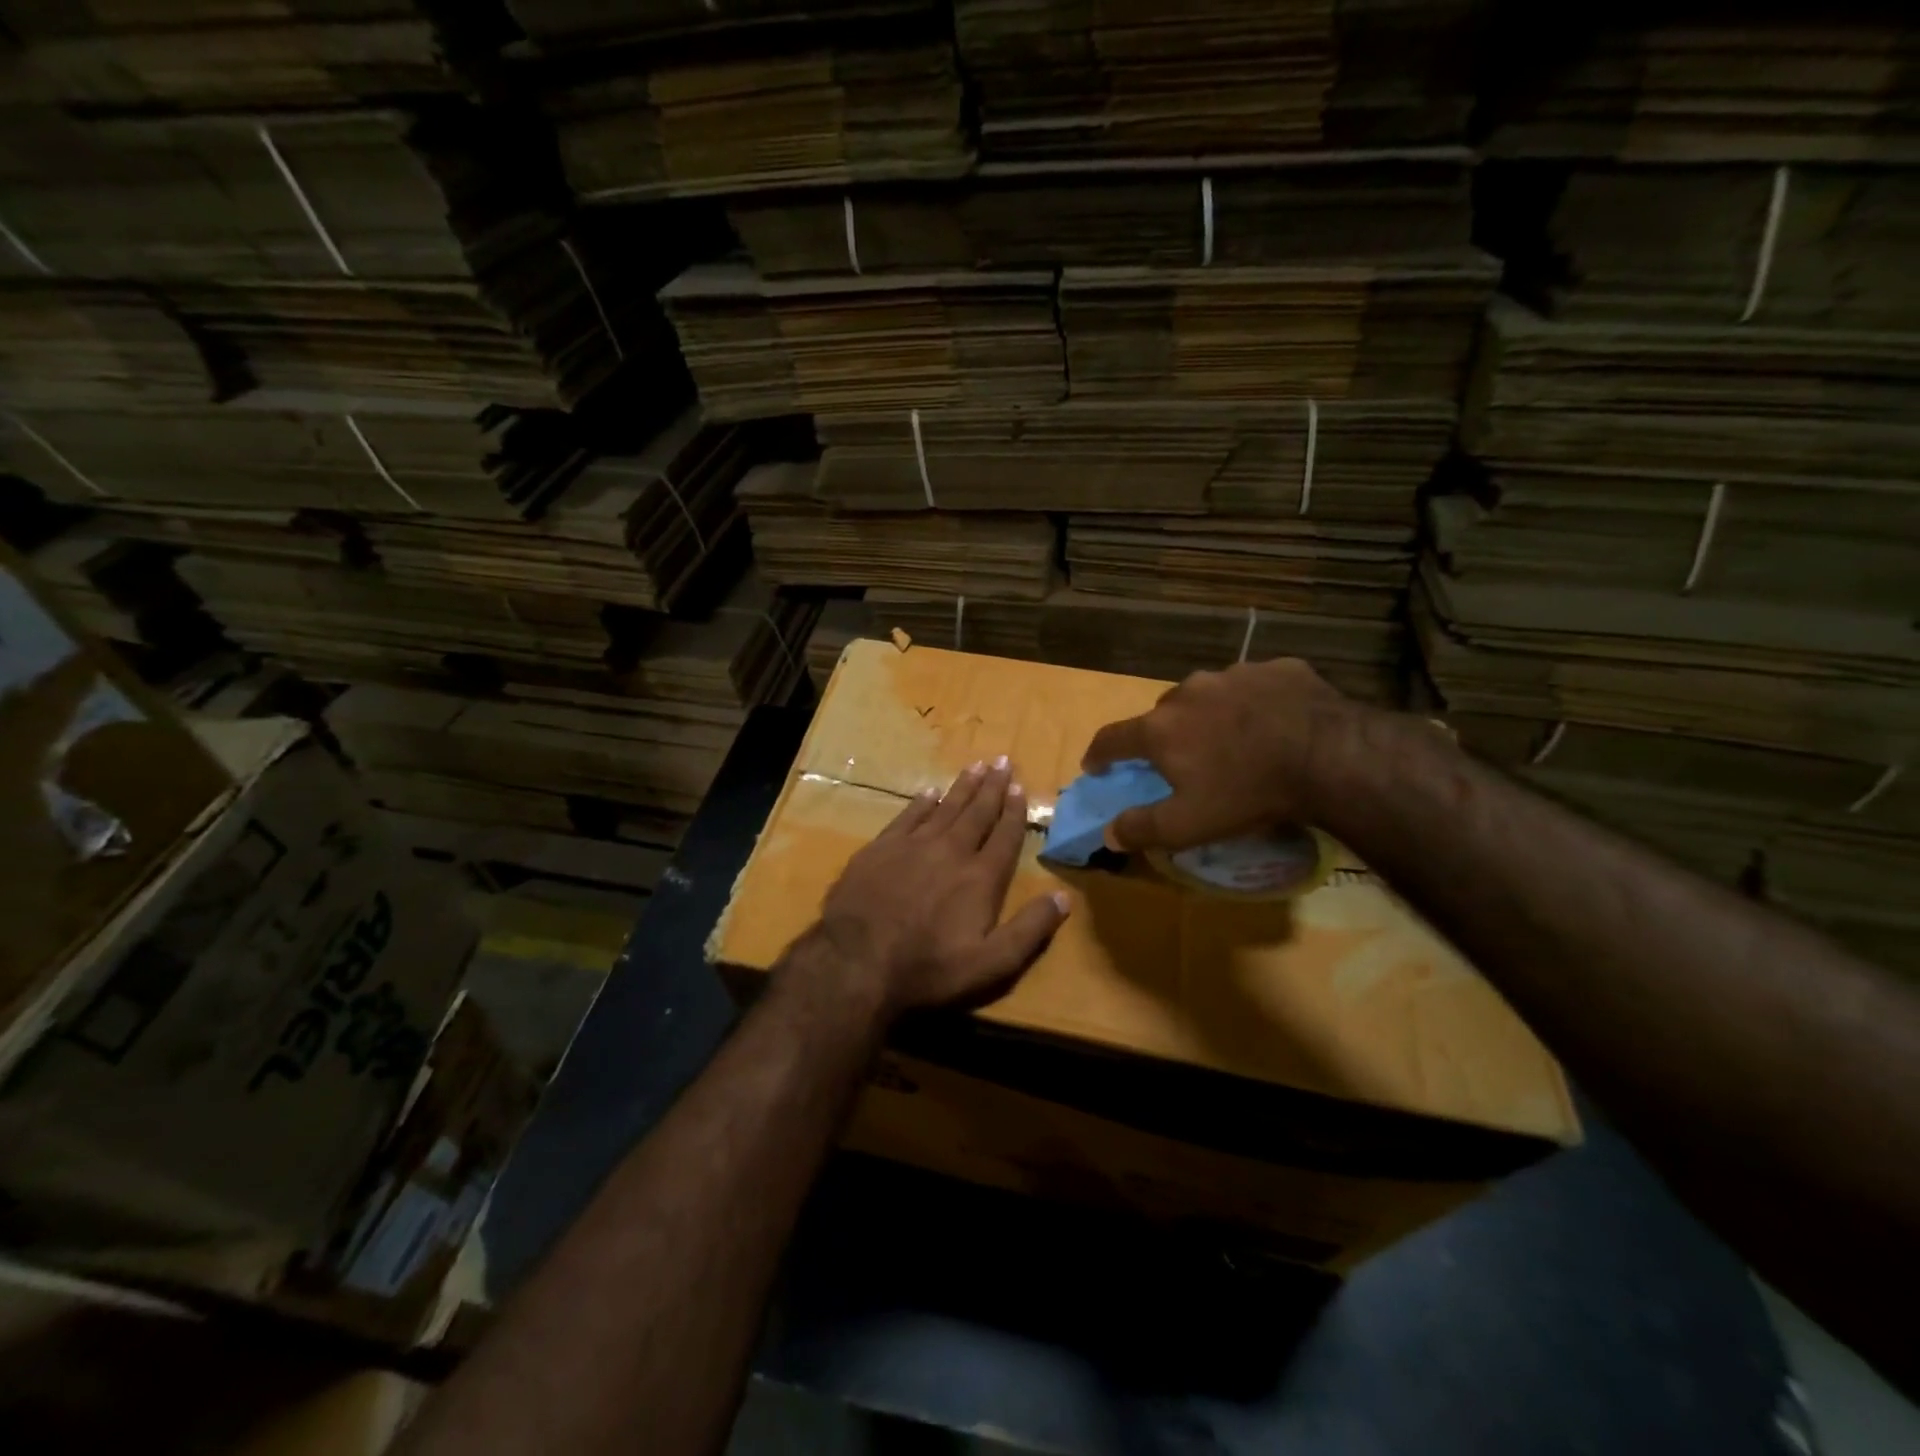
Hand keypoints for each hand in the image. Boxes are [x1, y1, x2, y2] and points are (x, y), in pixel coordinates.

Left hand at [813, 757, 1069, 1018]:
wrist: (857, 962)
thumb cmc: (929, 968)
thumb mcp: (991, 964)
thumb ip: (1030, 930)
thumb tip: (1065, 897)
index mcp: (981, 878)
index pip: (1005, 836)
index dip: (1014, 812)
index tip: (1020, 787)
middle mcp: (951, 851)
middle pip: (977, 813)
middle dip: (992, 787)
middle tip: (1002, 761)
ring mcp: (913, 846)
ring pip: (945, 807)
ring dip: (962, 787)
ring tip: (976, 766)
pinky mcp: (880, 848)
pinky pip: (907, 816)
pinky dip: (921, 802)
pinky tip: (929, 791)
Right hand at [1081, 657, 1356, 851]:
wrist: (1331, 756)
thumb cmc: (1247, 793)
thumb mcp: (1188, 825)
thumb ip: (1141, 828)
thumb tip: (1107, 834)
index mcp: (1160, 729)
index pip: (1112, 738)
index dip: (1099, 754)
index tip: (1095, 766)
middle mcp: (1188, 692)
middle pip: (1162, 714)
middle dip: (1164, 735)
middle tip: (1182, 760)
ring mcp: (1234, 674)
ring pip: (1208, 695)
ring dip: (1210, 715)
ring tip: (1234, 740)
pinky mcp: (1278, 668)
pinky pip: (1255, 686)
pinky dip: (1255, 703)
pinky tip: (1275, 723)